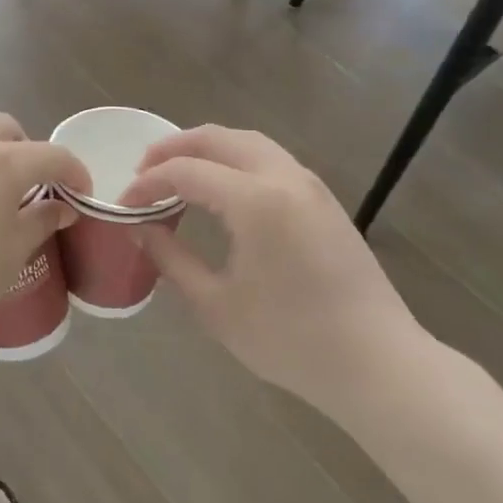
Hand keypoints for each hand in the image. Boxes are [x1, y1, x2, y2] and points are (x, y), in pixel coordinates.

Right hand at [120, 126, 432, 419]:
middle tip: (142, 172)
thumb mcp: (216, 305)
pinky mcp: (323, 199)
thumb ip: (171, 258)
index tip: (123, 205)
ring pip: (247, 142)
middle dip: (172, 148)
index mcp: (255, 201)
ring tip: (176, 172)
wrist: (379, 364)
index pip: (186, 172)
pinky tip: (219, 188)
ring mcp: (309, 185)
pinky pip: (268, 158)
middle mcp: (283, 178)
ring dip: (205, 148)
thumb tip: (139, 228)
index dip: (147, 183)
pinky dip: (233, 159)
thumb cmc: (291, 340)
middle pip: (217, 138)